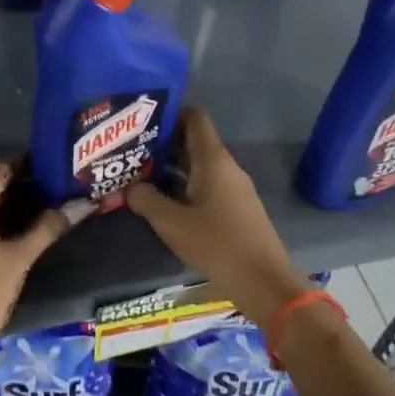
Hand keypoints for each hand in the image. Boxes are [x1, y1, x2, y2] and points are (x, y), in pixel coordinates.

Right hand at [125, 108, 299, 328]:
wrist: (264, 283)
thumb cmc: (217, 245)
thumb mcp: (171, 223)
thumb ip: (146, 199)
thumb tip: (130, 187)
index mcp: (213, 160)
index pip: (194, 117)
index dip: (169, 113)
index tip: (141, 120)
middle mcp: (226, 167)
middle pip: (193, 141)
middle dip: (162, 143)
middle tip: (130, 150)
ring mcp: (233, 188)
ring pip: (198, 165)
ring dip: (170, 168)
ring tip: (138, 174)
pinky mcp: (235, 208)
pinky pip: (206, 185)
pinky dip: (183, 186)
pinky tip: (163, 201)